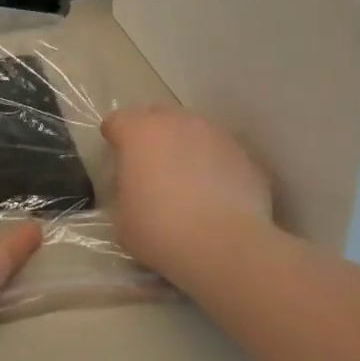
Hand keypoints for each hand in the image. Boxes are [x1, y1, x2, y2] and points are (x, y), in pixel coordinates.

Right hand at [101, 105, 273, 278]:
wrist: (224, 245)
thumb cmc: (160, 230)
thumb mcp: (122, 218)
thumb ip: (125, 190)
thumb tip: (135, 186)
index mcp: (140, 133)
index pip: (118, 120)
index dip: (114, 137)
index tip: (116, 155)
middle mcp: (179, 122)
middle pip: (158, 116)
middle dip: (152, 134)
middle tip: (151, 164)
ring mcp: (216, 134)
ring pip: (194, 130)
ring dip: (186, 146)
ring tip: (188, 180)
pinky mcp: (245, 154)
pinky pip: (221, 152)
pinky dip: (215, 164)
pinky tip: (216, 193)